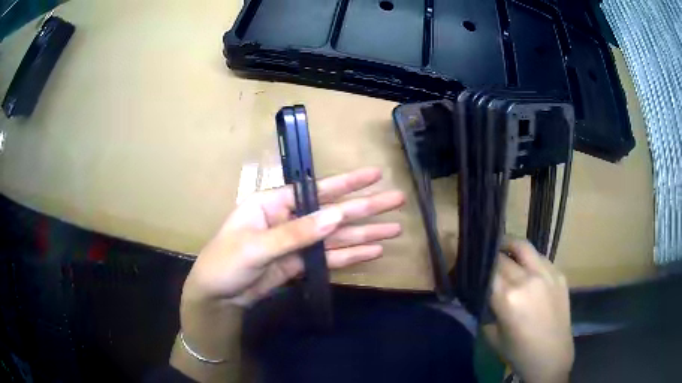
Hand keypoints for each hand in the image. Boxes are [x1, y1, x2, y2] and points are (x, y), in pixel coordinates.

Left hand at [183, 167, 404, 305]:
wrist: (216, 296)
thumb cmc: (225, 263)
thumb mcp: (255, 246)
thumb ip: (296, 233)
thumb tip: (335, 215)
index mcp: (274, 203)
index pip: (317, 190)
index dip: (348, 183)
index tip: (375, 175)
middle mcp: (290, 219)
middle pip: (334, 212)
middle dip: (366, 207)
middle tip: (397, 200)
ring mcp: (298, 243)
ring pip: (337, 236)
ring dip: (366, 233)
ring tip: (395, 229)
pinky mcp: (301, 264)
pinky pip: (330, 258)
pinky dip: (351, 255)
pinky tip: (374, 251)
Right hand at [484, 238, 573, 382]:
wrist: (551, 357)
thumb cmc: (518, 352)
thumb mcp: (492, 335)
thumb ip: (486, 309)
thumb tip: (480, 292)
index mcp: (507, 297)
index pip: (487, 268)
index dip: (478, 265)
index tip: (471, 265)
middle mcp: (527, 279)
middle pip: (503, 255)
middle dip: (491, 257)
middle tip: (486, 261)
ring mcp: (546, 274)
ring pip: (524, 246)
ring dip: (510, 246)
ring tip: (503, 249)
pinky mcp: (559, 275)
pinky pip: (540, 258)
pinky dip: (528, 259)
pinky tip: (526, 268)